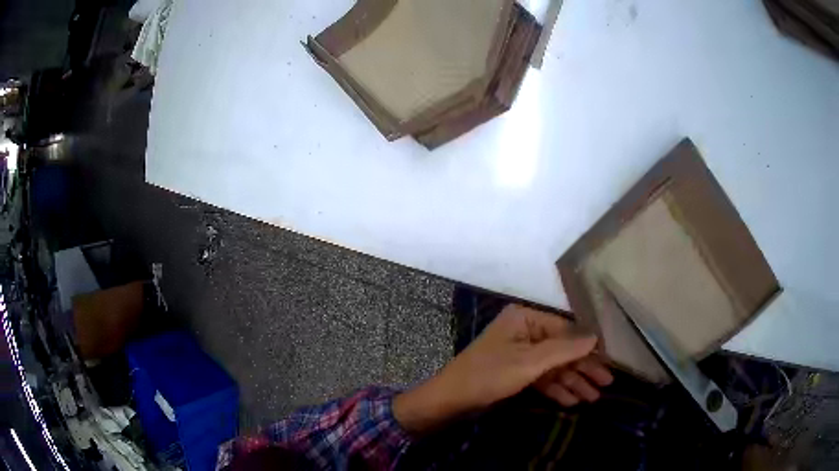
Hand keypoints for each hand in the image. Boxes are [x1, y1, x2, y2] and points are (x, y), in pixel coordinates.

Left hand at [394, 305, 612, 433]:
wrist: (451, 399)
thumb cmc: (489, 375)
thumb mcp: (530, 362)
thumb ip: (564, 349)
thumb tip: (595, 337)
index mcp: (526, 319)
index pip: (566, 331)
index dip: (588, 348)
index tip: (609, 362)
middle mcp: (525, 332)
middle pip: (562, 351)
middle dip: (583, 369)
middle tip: (607, 384)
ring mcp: (520, 353)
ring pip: (553, 367)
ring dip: (573, 382)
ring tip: (594, 398)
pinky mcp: (515, 372)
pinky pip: (541, 378)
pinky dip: (556, 389)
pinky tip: (572, 401)